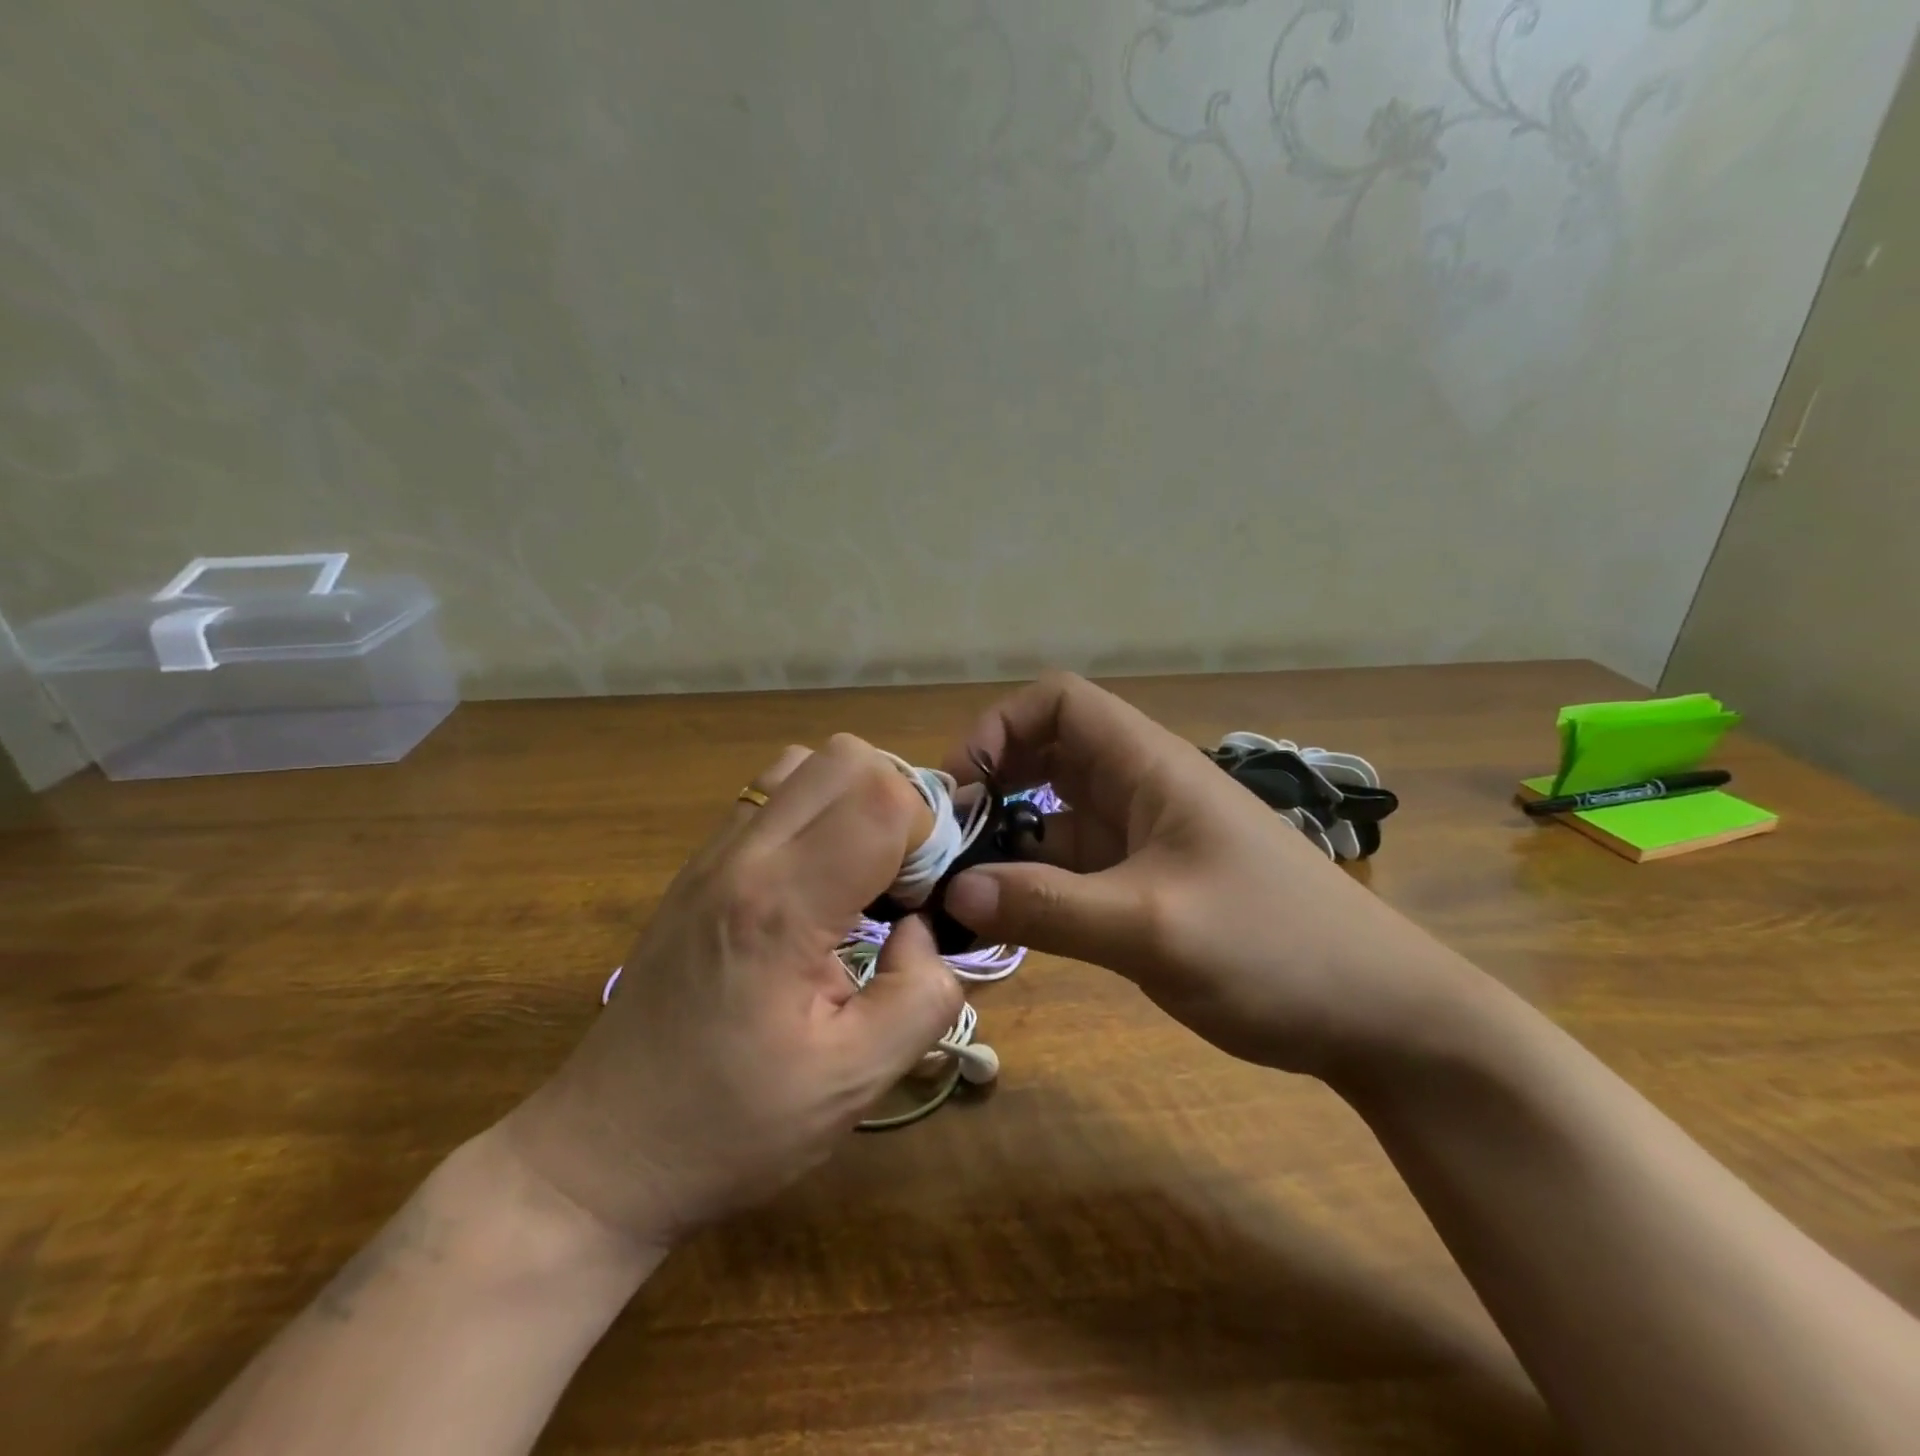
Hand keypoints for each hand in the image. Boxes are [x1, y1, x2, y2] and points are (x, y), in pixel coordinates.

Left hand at [501, 736, 963, 1247]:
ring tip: (864, 873)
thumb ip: (922, 993)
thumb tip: (926, 930)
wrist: (604, 1153)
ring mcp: (711, 854)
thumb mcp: (855, 1082)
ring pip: (805, 762)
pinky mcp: (698, 867)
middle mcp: (742, 856)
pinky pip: (771, 795)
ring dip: (853, 800)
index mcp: (781, 906)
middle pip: (845, 756)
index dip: (927, 835)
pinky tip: (819, 883)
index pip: (880, 798)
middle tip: (903, 879)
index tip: (926, 899)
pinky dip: (816, 812)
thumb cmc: (730, 1128)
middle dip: (898, 803)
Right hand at [940, 673, 1474, 1080]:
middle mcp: (1140, 791)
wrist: (1380, 1016)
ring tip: (958, 894)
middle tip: (945, 847)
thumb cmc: (1276, 950)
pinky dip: (1034, 887)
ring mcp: (1144, 841)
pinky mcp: (1147, 888)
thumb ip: (1050, 908)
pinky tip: (1006, 924)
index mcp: (1149, 767)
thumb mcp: (1154, 928)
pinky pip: (1073, 870)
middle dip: (991, 789)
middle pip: (1046, 758)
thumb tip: (954, 893)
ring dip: (1006, 846)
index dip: (1001, 727)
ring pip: (1054, 820)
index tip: (961, 789)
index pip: (1059, 703)